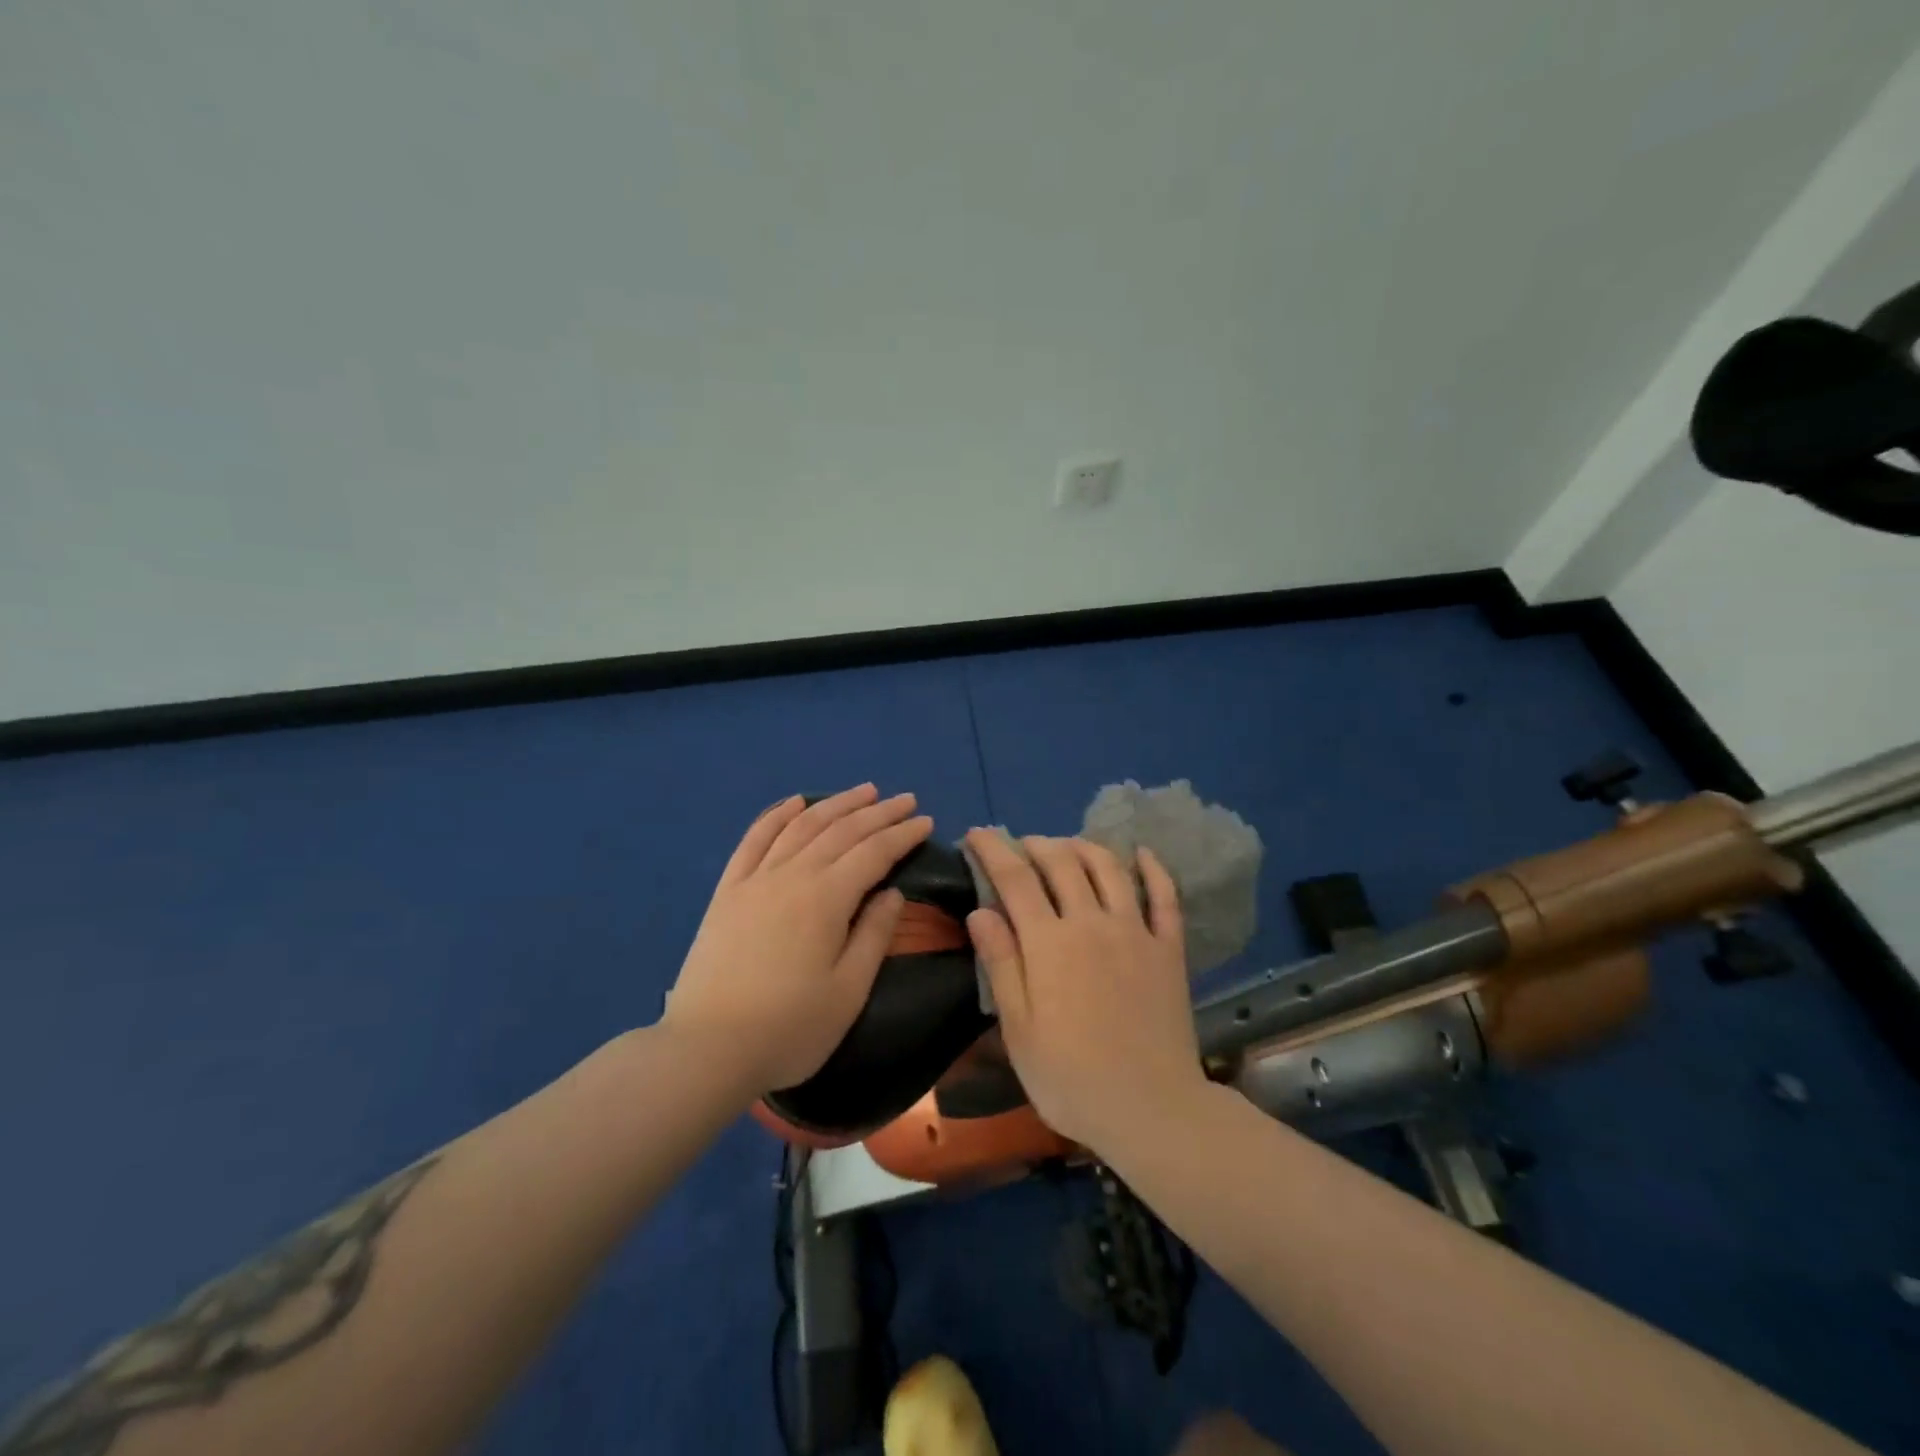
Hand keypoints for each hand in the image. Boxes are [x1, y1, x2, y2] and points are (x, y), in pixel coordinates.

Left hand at [664, 786, 933, 1095]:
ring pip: (802, 826)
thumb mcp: (848, 991)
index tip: (926, 821)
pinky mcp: (728, 891)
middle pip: (842, 831)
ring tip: (863, 791)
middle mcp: (793, 875)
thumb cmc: (789, 1028)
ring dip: (836, 804)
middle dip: (878, 812)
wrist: (707, 1049)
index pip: (874, 852)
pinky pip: (754, 839)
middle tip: (905, 800)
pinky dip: (776, 815)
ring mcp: (756, 879)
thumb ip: (873, 935)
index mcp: (826, 898)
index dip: (902, 834)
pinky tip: (794, 802)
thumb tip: (892, 893)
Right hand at [963, 831, 1206, 1152]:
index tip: (977, 833)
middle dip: (1036, 844)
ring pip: (1109, 868)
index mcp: (1049, 943)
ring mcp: (1136, 931)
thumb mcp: (1018, 1029)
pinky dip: (1153, 868)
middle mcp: (1092, 922)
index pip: (1014, 878)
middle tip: (1020, 845)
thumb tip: (980, 911)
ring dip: (1083, 846)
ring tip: (1067, 845)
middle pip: (1061, 863)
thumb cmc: (1071, 1078)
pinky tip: (1142, 853)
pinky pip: (1164, 896)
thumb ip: (1002, 964)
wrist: (1152, 1109)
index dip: (992, 849)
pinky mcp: (1169, 948)